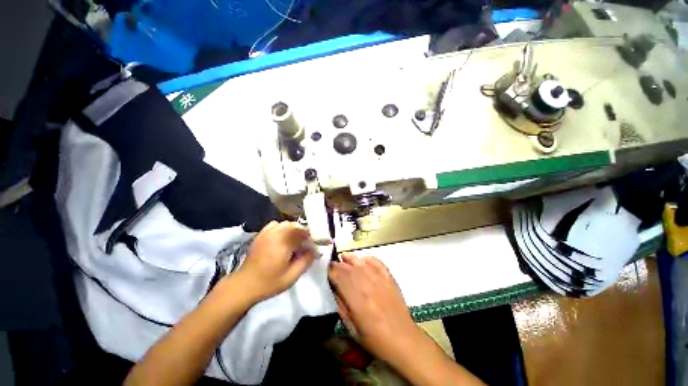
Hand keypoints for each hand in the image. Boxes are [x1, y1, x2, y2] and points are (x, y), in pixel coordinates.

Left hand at [236, 221, 314, 301]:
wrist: (244, 285)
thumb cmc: (269, 283)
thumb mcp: (291, 277)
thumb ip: (305, 262)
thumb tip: (313, 250)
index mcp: (284, 244)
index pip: (302, 233)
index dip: (310, 237)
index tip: (312, 245)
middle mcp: (275, 235)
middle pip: (295, 226)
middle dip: (303, 232)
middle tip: (305, 243)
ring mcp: (266, 233)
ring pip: (285, 223)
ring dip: (293, 229)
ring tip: (294, 240)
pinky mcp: (260, 235)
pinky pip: (275, 224)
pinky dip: (282, 227)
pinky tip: (282, 237)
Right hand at [328, 254, 419, 364]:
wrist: (403, 339)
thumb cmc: (375, 339)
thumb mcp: (352, 328)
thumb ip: (342, 307)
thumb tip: (334, 289)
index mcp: (357, 300)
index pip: (340, 278)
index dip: (331, 272)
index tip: (326, 270)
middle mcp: (368, 286)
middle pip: (350, 269)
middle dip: (339, 265)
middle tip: (333, 264)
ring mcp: (380, 280)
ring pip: (362, 263)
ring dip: (351, 258)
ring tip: (344, 256)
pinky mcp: (390, 278)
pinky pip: (378, 263)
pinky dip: (369, 259)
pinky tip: (363, 259)